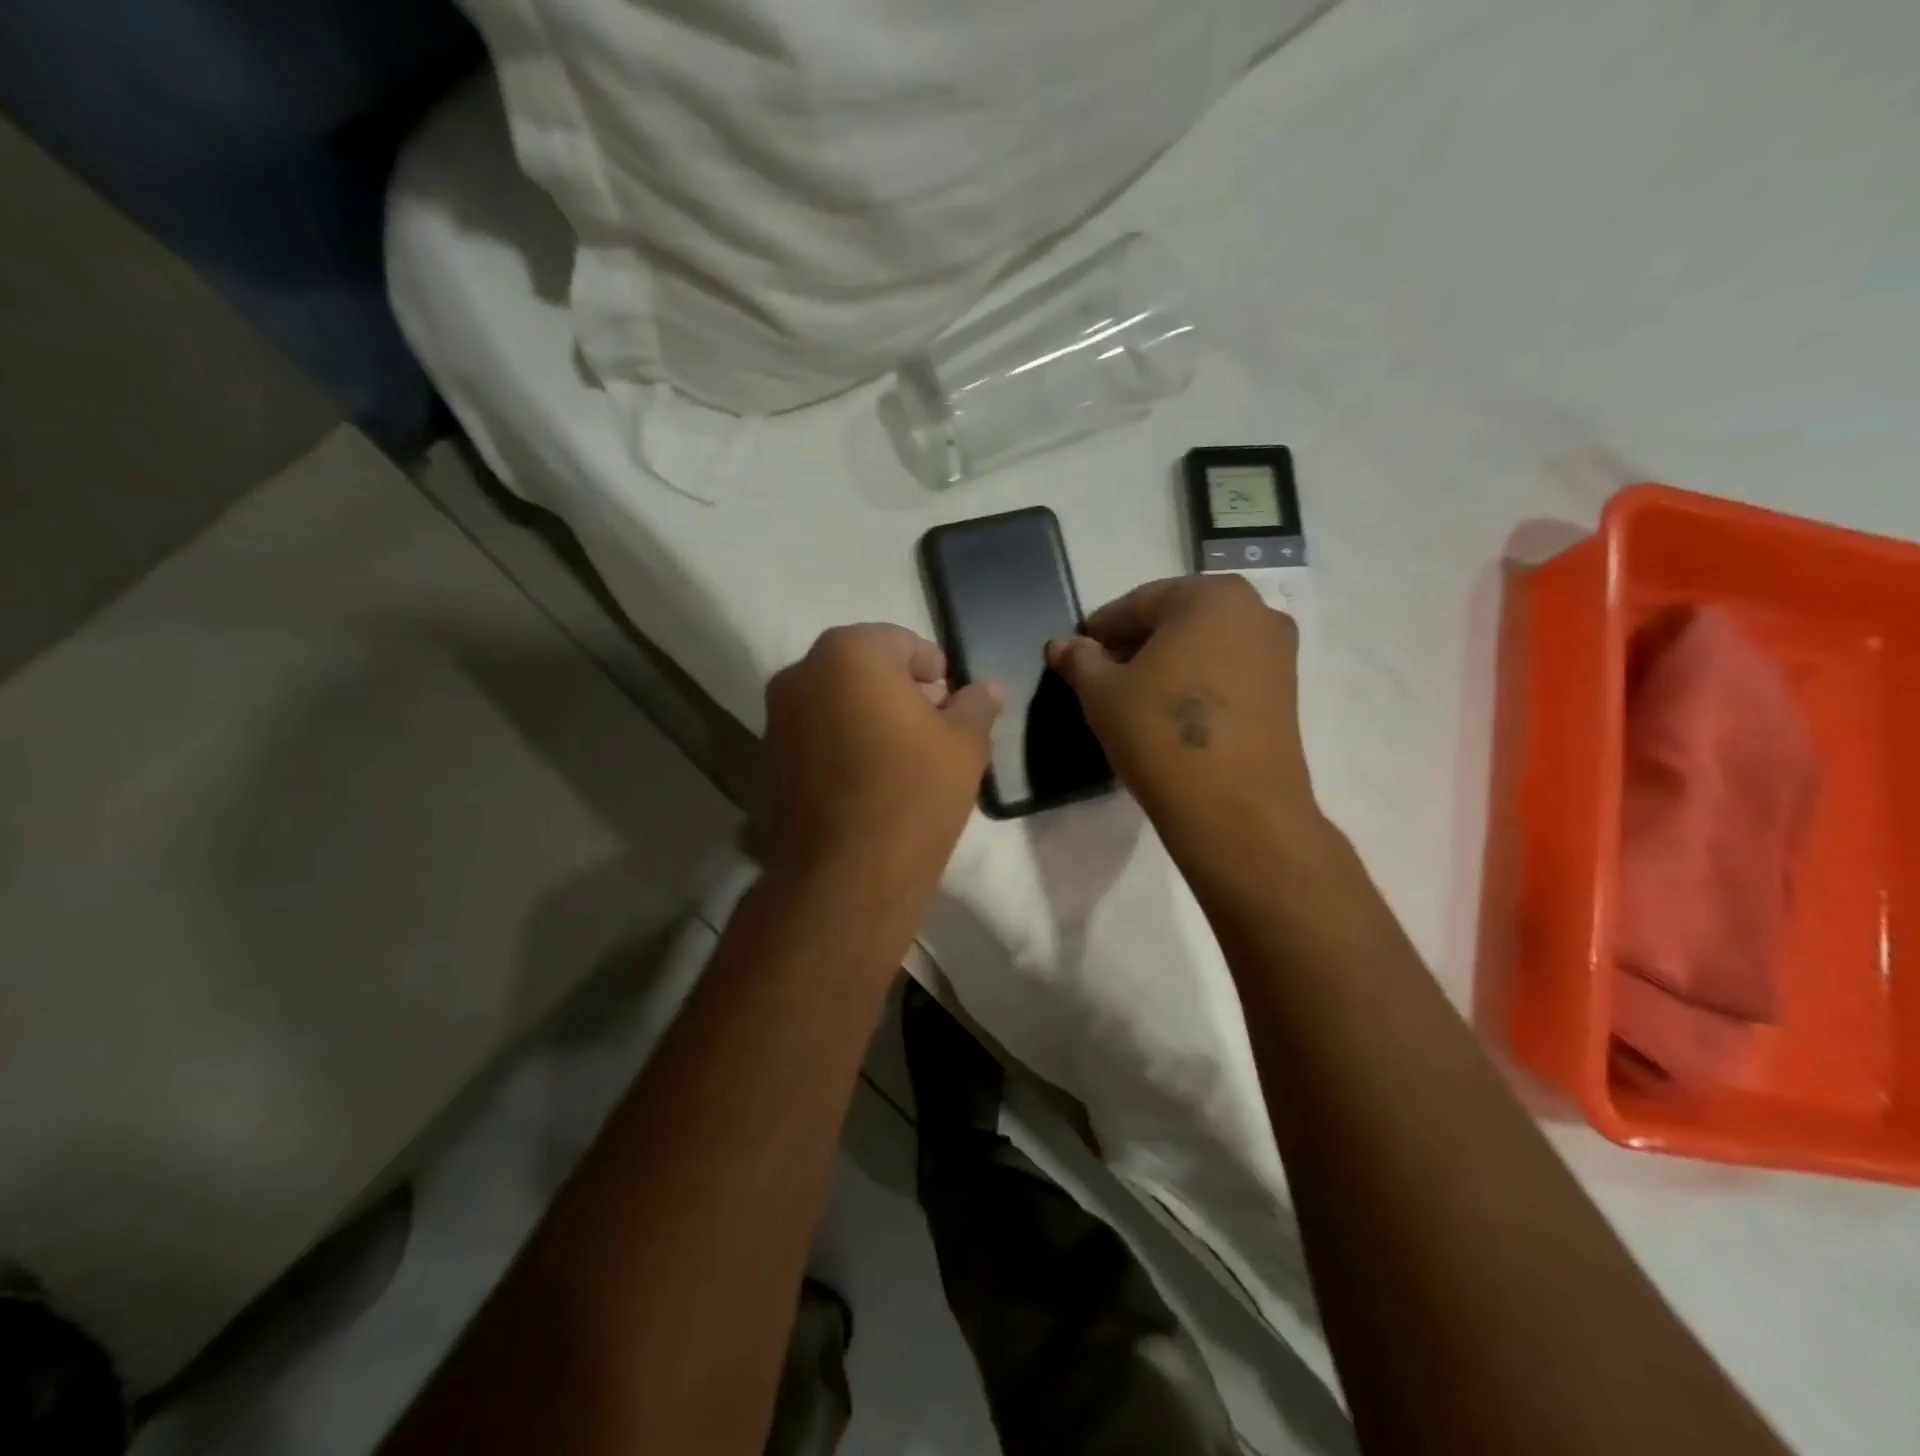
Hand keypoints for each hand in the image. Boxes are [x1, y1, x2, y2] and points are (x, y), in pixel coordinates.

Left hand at [764, 624, 1001, 894]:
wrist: (848, 872)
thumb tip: (988, 689)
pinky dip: (843, 738)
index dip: (936, 673)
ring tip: (902, 754)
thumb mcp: (965, 744)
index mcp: (851, 652)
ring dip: (869, 713)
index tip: (952, 706)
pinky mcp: (769, 754)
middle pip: (865, 667)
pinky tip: (869, 775)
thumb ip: (976, 705)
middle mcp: (803, 671)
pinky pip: (816, 730)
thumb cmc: (915, 792)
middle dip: (901, 690)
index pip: (905, 644)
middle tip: (933, 727)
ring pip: (837, 698)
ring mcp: (778, 714)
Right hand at [1048, 576, 1319, 850]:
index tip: (1078, 651)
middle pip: (1177, 620)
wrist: (1235, 807)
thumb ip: (1080, 661)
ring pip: (1205, 646)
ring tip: (1132, 696)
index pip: (1140, 603)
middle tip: (1101, 673)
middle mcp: (1254, 611)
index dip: (1102, 628)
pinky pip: (1228, 672)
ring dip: (1167, 663)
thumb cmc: (1159, 732)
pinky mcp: (1287, 692)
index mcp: (1210, 596)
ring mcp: (1278, 653)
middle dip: (1136, 644)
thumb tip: (1060, 645)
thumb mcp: (1103, 693)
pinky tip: (1168, 712)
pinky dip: (1196, 682)